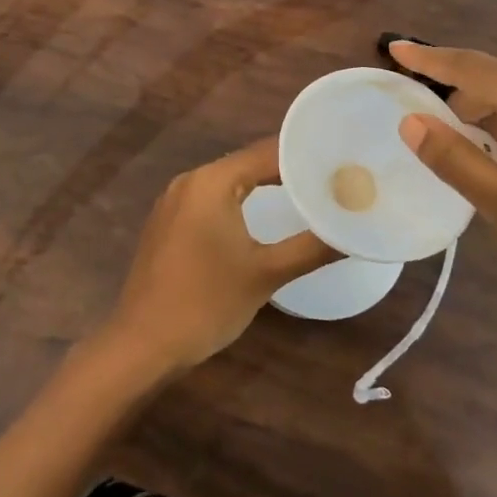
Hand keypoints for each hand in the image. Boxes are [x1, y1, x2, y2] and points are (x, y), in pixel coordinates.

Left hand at [100, 137, 337, 374]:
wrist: (143, 343)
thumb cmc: (206, 302)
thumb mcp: (265, 274)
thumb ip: (311, 248)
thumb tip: (353, 232)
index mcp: (211, 181)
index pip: (267, 153)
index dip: (305, 156)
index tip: (340, 162)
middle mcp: (189, 181)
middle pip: (247, 164)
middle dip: (288, 171)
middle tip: (331, 179)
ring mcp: (173, 202)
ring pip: (229, 184)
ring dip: (264, 187)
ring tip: (307, 194)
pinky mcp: (168, 224)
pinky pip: (211, 202)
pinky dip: (239, 203)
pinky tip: (261, 218)